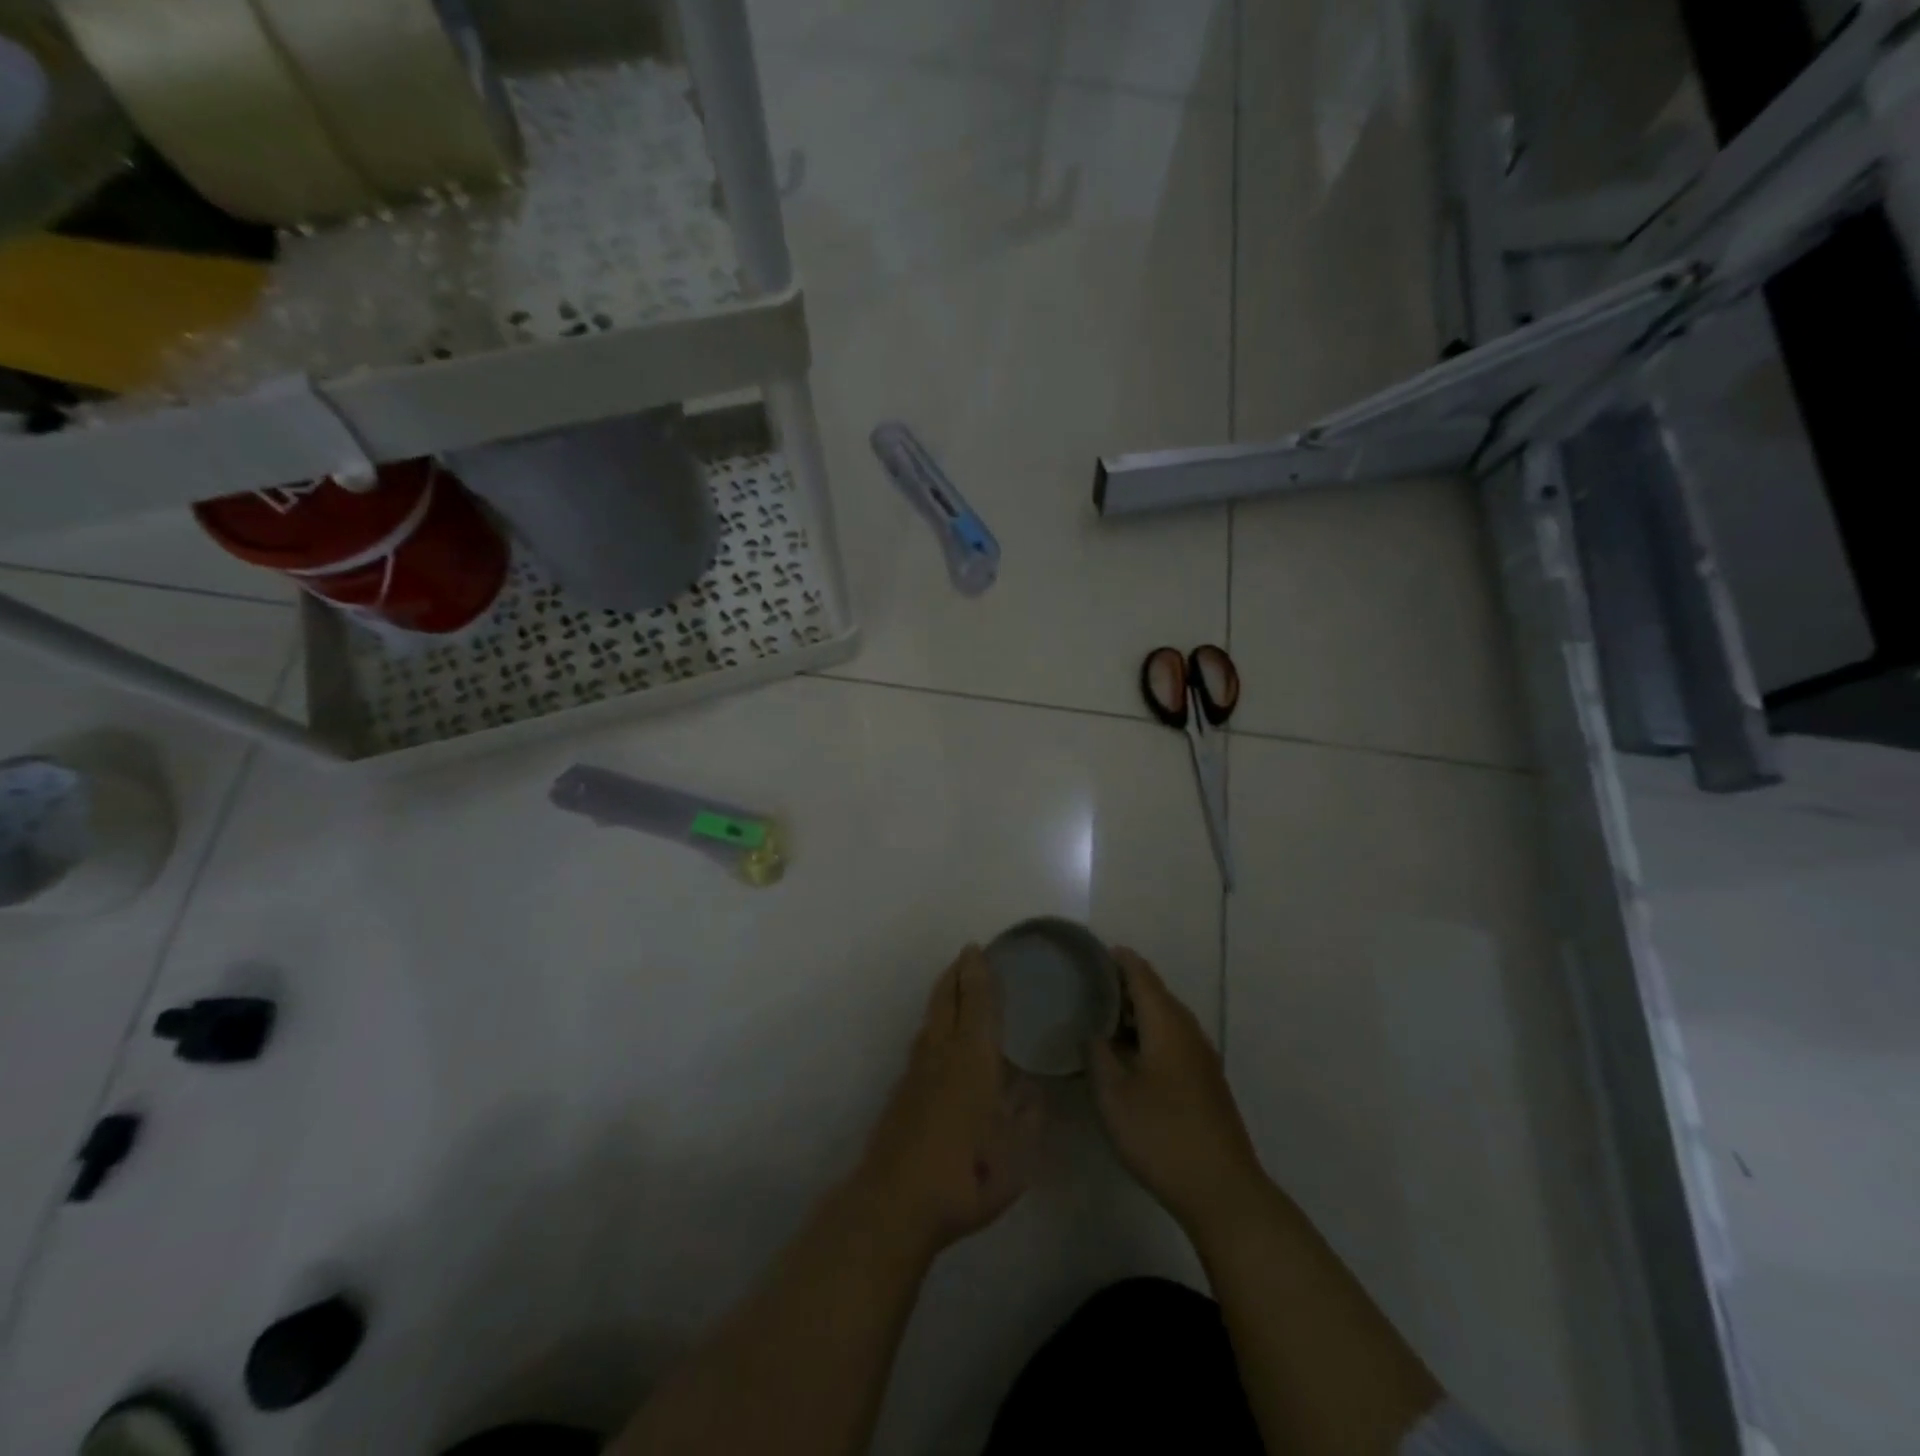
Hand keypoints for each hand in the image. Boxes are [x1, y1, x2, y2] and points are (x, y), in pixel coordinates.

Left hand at [853, 947, 1042, 1262]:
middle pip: (946, 1000)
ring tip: (953, 986)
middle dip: (956, 974)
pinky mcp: (902, 1092)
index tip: (978, 949)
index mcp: (974, 1057)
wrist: (896, 1201)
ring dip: (942, 995)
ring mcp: (916, 1071)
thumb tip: (1031, 1087)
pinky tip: (939, 1038)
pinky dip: (934, 1023)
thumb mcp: (1017, 1151)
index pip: (977, 1002)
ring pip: (930, 1018)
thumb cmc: (967, 1173)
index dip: (978, 973)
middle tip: (966, 956)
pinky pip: (922, 1040)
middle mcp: (942, 1053)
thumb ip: (1028, 1114)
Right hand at [1090, 948, 1266, 1234]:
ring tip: (1101, 1016)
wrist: (1222, 1190)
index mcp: (1167, 1024)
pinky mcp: (1205, 1081)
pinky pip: (1172, 1040)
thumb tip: (1093, 1031)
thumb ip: (1098, 1055)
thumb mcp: (1114, 1095)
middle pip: (1155, 994)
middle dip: (1123, 985)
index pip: (1141, 975)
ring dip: (1136, 1012)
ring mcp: (1201, 1058)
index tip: (1091, 953)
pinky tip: (1129, 1054)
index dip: (1118, 960)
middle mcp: (1188, 1031)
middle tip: (1087, 985)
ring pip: (1165, 1019)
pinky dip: (1148, 1034)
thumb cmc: (1161, 1135)